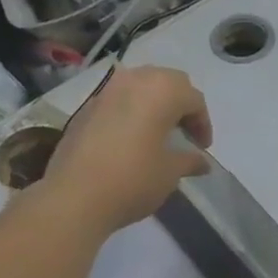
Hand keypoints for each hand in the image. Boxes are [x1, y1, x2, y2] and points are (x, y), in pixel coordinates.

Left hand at [46, 65, 212, 230]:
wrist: (75, 196)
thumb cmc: (134, 180)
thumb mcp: (170, 172)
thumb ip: (189, 160)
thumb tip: (202, 162)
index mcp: (162, 92)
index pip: (194, 99)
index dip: (203, 123)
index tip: (202, 147)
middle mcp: (134, 81)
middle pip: (167, 81)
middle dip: (181, 103)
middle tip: (184, 132)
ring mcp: (106, 92)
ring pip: (140, 85)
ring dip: (155, 103)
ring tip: (158, 131)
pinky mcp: (85, 108)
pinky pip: (118, 99)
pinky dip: (131, 110)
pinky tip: (131, 138)